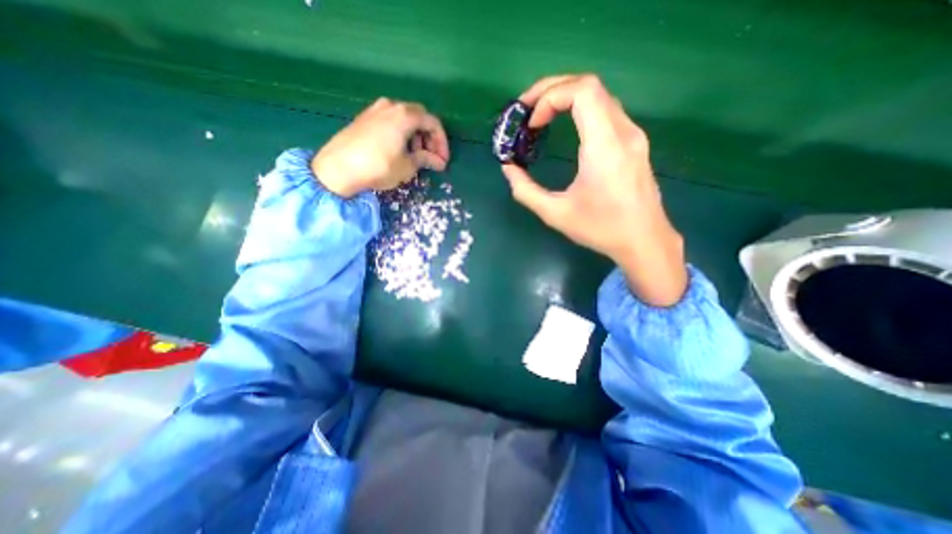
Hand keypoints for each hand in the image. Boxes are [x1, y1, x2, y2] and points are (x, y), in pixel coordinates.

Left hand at [310, 98, 448, 198]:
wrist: (338, 168)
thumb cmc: (378, 166)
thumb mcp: (407, 166)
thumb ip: (425, 160)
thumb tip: (439, 162)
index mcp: (405, 115)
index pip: (433, 123)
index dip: (442, 143)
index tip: (443, 160)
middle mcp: (391, 106)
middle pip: (419, 118)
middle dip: (429, 138)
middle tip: (431, 158)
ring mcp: (375, 110)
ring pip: (405, 119)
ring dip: (415, 136)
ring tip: (415, 156)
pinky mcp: (364, 118)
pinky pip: (391, 121)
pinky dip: (401, 134)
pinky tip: (399, 150)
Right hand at [505, 75, 684, 306]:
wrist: (644, 240)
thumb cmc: (601, 229)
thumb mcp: (555, 214)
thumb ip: (525, 190)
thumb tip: (508, 168)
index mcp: (604, 147)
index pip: (582, 91)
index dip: (550, 97)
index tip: (532, 124)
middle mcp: (623, 132)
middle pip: (589, 85)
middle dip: (552, 89)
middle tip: (526, 109)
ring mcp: (632, 135)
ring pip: (599, 95)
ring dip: (566, 97)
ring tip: (541, 116)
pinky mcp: (634, 142)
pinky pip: (606, 110)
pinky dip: (580, 109)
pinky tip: (565, 126)